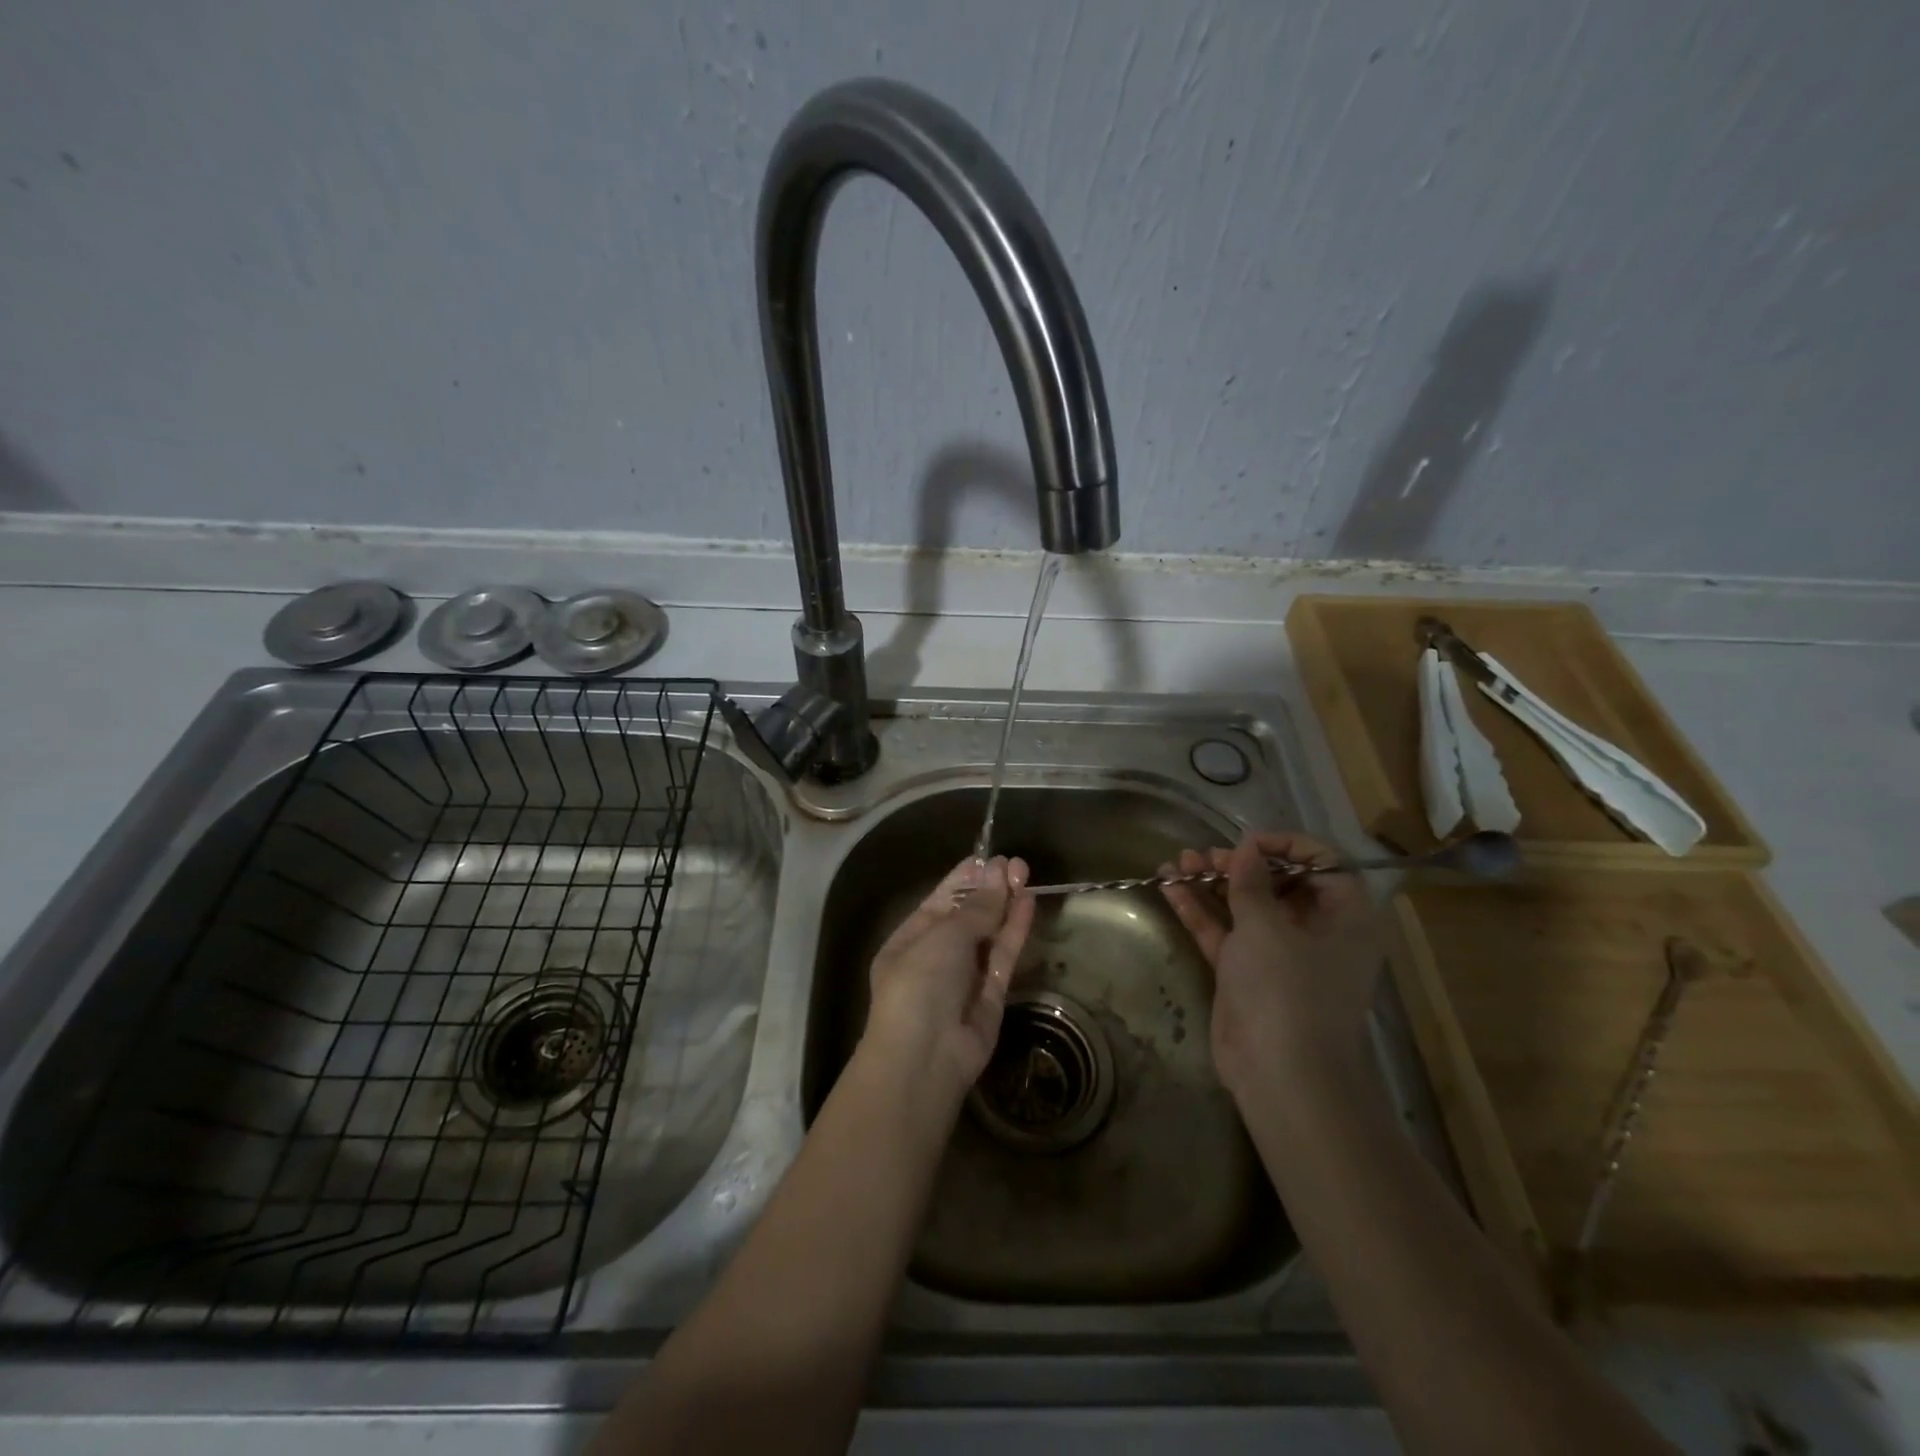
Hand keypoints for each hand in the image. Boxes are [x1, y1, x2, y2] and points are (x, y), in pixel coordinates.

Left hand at [864, 855, 1035, 1102]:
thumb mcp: (943, 936)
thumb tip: (997, 873)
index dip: (964, 879)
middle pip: (968, 915)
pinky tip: (1028, 902)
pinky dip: (1015, 930)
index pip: (940, 900)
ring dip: (1005, 905)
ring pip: (989, 934)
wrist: (925, 1056)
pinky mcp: (991, 995)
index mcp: (911, 938)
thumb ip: (976, 908)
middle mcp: (937, 955)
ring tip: (1025, 872)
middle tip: (1015, 863)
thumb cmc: (920, 983)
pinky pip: (1003, 956)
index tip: (989, 857)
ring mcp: (965, 976)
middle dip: (989, 889)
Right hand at [1160, 831, 1380, 1100]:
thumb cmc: (1287, 989)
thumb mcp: (1267, 927)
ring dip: (1212, 883)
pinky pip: (1223, 933)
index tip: (1245, 843)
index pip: (1322, 863)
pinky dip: (1199, 911)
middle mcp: (1315, 931)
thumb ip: (1252, 882)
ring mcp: (1278, 955)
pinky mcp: (1246, 974)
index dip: (1284, 846)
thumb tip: (1247, 849)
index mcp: (1344, 916)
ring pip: (1245, 907)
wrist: (1280, 1074)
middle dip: (1238, 864)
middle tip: (1202, 856)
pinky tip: (1169, 887)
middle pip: (1277, 883)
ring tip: (1176, 863)